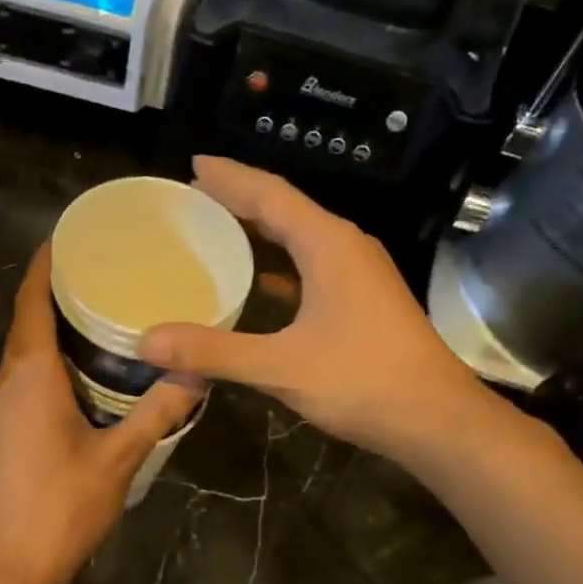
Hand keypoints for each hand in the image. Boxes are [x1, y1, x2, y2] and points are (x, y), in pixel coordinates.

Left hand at [0, 245, 200, 583]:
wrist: (8, 564)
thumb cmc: (61, 506)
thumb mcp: (119, 458)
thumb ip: (157, 413)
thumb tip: (197, 375)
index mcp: (33, 374)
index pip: (32, 300)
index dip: (46, 264)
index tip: (69, 235)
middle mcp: (11, 381)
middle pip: (28, 319)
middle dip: (57, 288)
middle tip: (103, 267)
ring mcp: (4, 407)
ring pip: (27, 349)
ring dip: (54, 324)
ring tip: (99, 306)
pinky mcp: (7, 430)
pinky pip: (29, 375)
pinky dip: (52, 356)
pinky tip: (86, 366)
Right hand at [140, 157, 498, 468]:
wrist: (436, 420)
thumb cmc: (362, 381)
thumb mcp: (280, 366)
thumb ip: (212, 352)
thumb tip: (146, 342)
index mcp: (328, 244)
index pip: (271, 194)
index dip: (230, 177)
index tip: (193, 163)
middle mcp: (344, 247)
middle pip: (285, 210)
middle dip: (239, 199)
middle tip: (193, 196)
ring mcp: (358, 274)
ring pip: (299, 239)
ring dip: (259, 231)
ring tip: (216, 229)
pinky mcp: (361, 301)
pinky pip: (310, 267)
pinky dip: (278, 266)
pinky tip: (257, 280)